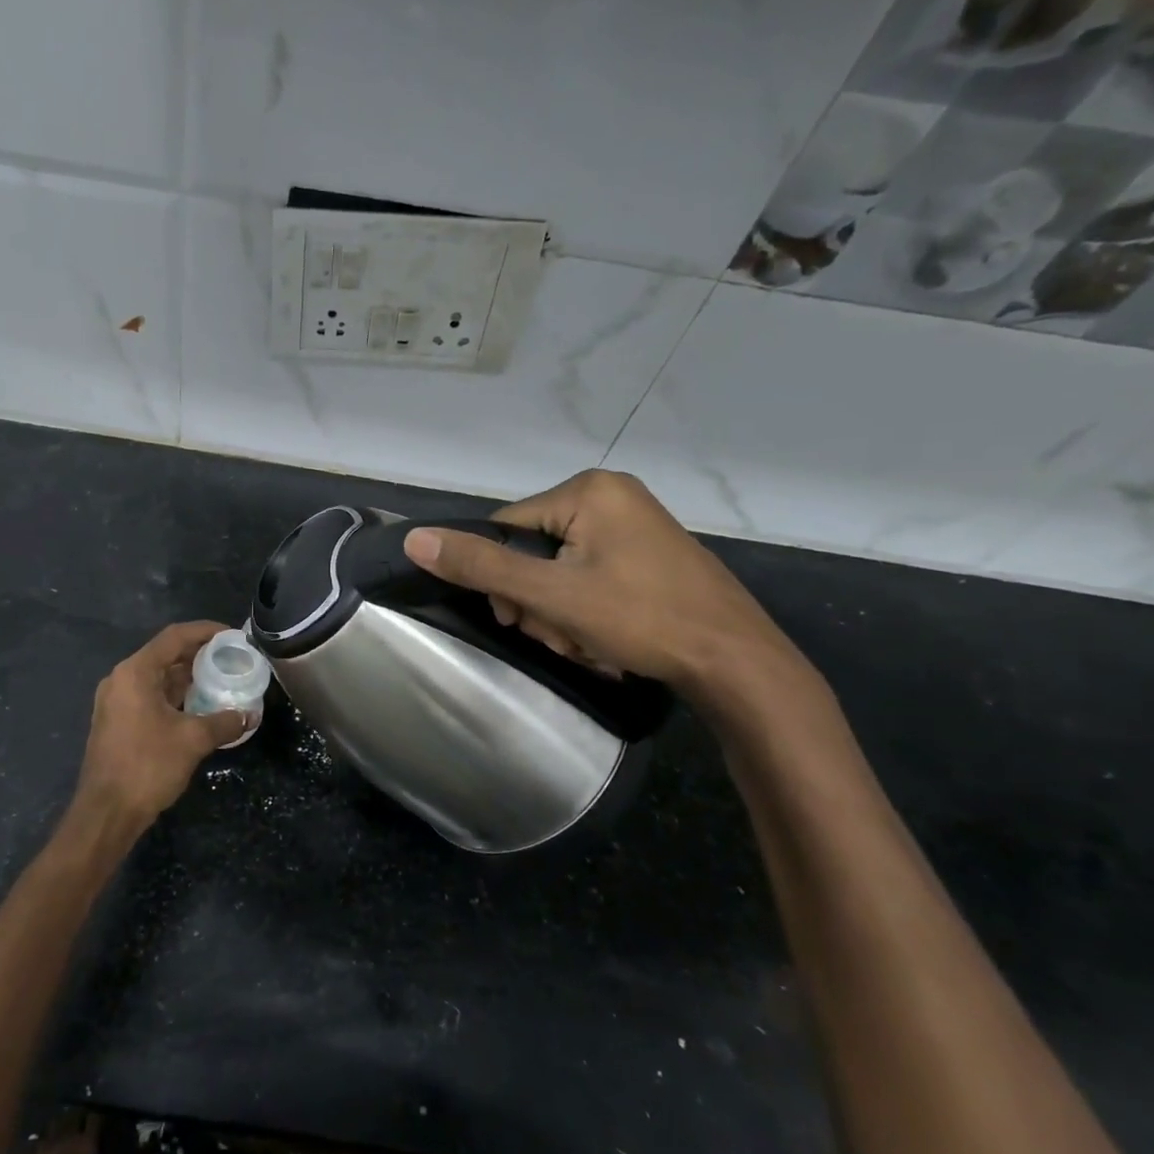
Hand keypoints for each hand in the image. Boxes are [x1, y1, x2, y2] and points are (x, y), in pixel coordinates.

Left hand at [69, 621, 249, 832]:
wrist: (106, 813)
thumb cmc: (147, 766)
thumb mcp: (193, 740)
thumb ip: (224, 722)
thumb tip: (250, 715)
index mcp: (135, 672)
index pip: (174, 637)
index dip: (205, 631)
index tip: (232, 635)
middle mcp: (121, 679)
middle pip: (165, 655)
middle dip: (199, 655)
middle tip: (232, 658)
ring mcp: (116, 701)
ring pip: (158, 678)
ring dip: (188, 678)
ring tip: (221, 681)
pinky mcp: (117, 722)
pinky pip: (150, 697)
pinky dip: (175, 696)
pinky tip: (200, 707)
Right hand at [402, 470, 799, 704]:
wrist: (737, 663)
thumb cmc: (641, 619)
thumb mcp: (552, 595)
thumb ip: (482, 566)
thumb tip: (415, 540)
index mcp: (589, 490)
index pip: (507, 526)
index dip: (500, 576)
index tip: (517, 618)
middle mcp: (612, 496)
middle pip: (533, 549)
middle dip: (536, 601)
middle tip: (560, 634)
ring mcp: (635, 526)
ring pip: (559, 569)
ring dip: (558, 612)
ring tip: (586, 642)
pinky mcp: (648, 555)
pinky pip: (590, 576)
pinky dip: (585, 610)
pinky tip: (603, 639)